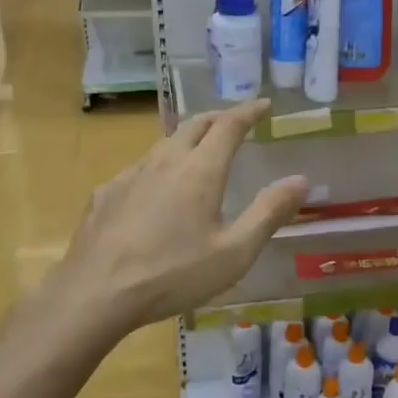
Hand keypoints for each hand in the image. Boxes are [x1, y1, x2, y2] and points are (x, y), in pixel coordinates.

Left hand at [54, 100, 307, 331]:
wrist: (96, 293)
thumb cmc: (173, 274)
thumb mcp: (234, 252)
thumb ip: (269, 213)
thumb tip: (301, 180)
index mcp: (200, 171)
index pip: (228, 126)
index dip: (248, 111)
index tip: (263, 105)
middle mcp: (165, 161)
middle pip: (194, 125)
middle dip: (218, 118)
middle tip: (234, 123)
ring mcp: (130, 175)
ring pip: (164, 144)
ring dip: (187, 140)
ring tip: (198, 152)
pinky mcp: (106, 193)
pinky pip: (139, 169)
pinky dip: (158, 167)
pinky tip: (154, 191)